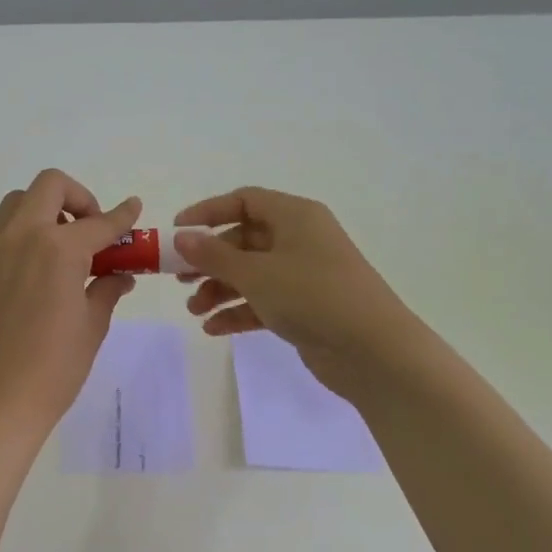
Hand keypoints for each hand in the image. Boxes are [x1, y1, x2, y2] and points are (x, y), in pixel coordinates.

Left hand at [0, 170, 141, 441]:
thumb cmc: (54, 368)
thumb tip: (118, 274)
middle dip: (77, 198)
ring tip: (53, 252)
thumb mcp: (92, 326)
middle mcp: (18, 237)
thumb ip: (106, 288)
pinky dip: (14, 240)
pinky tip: (24, 276)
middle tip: (87, 230)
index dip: (121, 216)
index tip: (132, 209)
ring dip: (41, 215)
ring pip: (14, 207)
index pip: (99, 223)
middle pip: (49, 186)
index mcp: (58, 249)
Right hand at [173, 187, 424, 396]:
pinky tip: (213, 329)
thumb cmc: (312, 296)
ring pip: (251, 273)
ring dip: (220, 289)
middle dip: (210, 260)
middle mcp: (300, 239)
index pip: (245, 200)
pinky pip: (263, 301)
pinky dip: (238, 311)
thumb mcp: (256, 273)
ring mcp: (304, 275)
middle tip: (180, 279)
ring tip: (195, 310)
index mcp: (295, 216)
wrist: (373, 351)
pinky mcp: (305, 307)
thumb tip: (182, 237)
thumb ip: (214, 256)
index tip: (177, 230)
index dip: (208, 212)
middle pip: (244, 240)